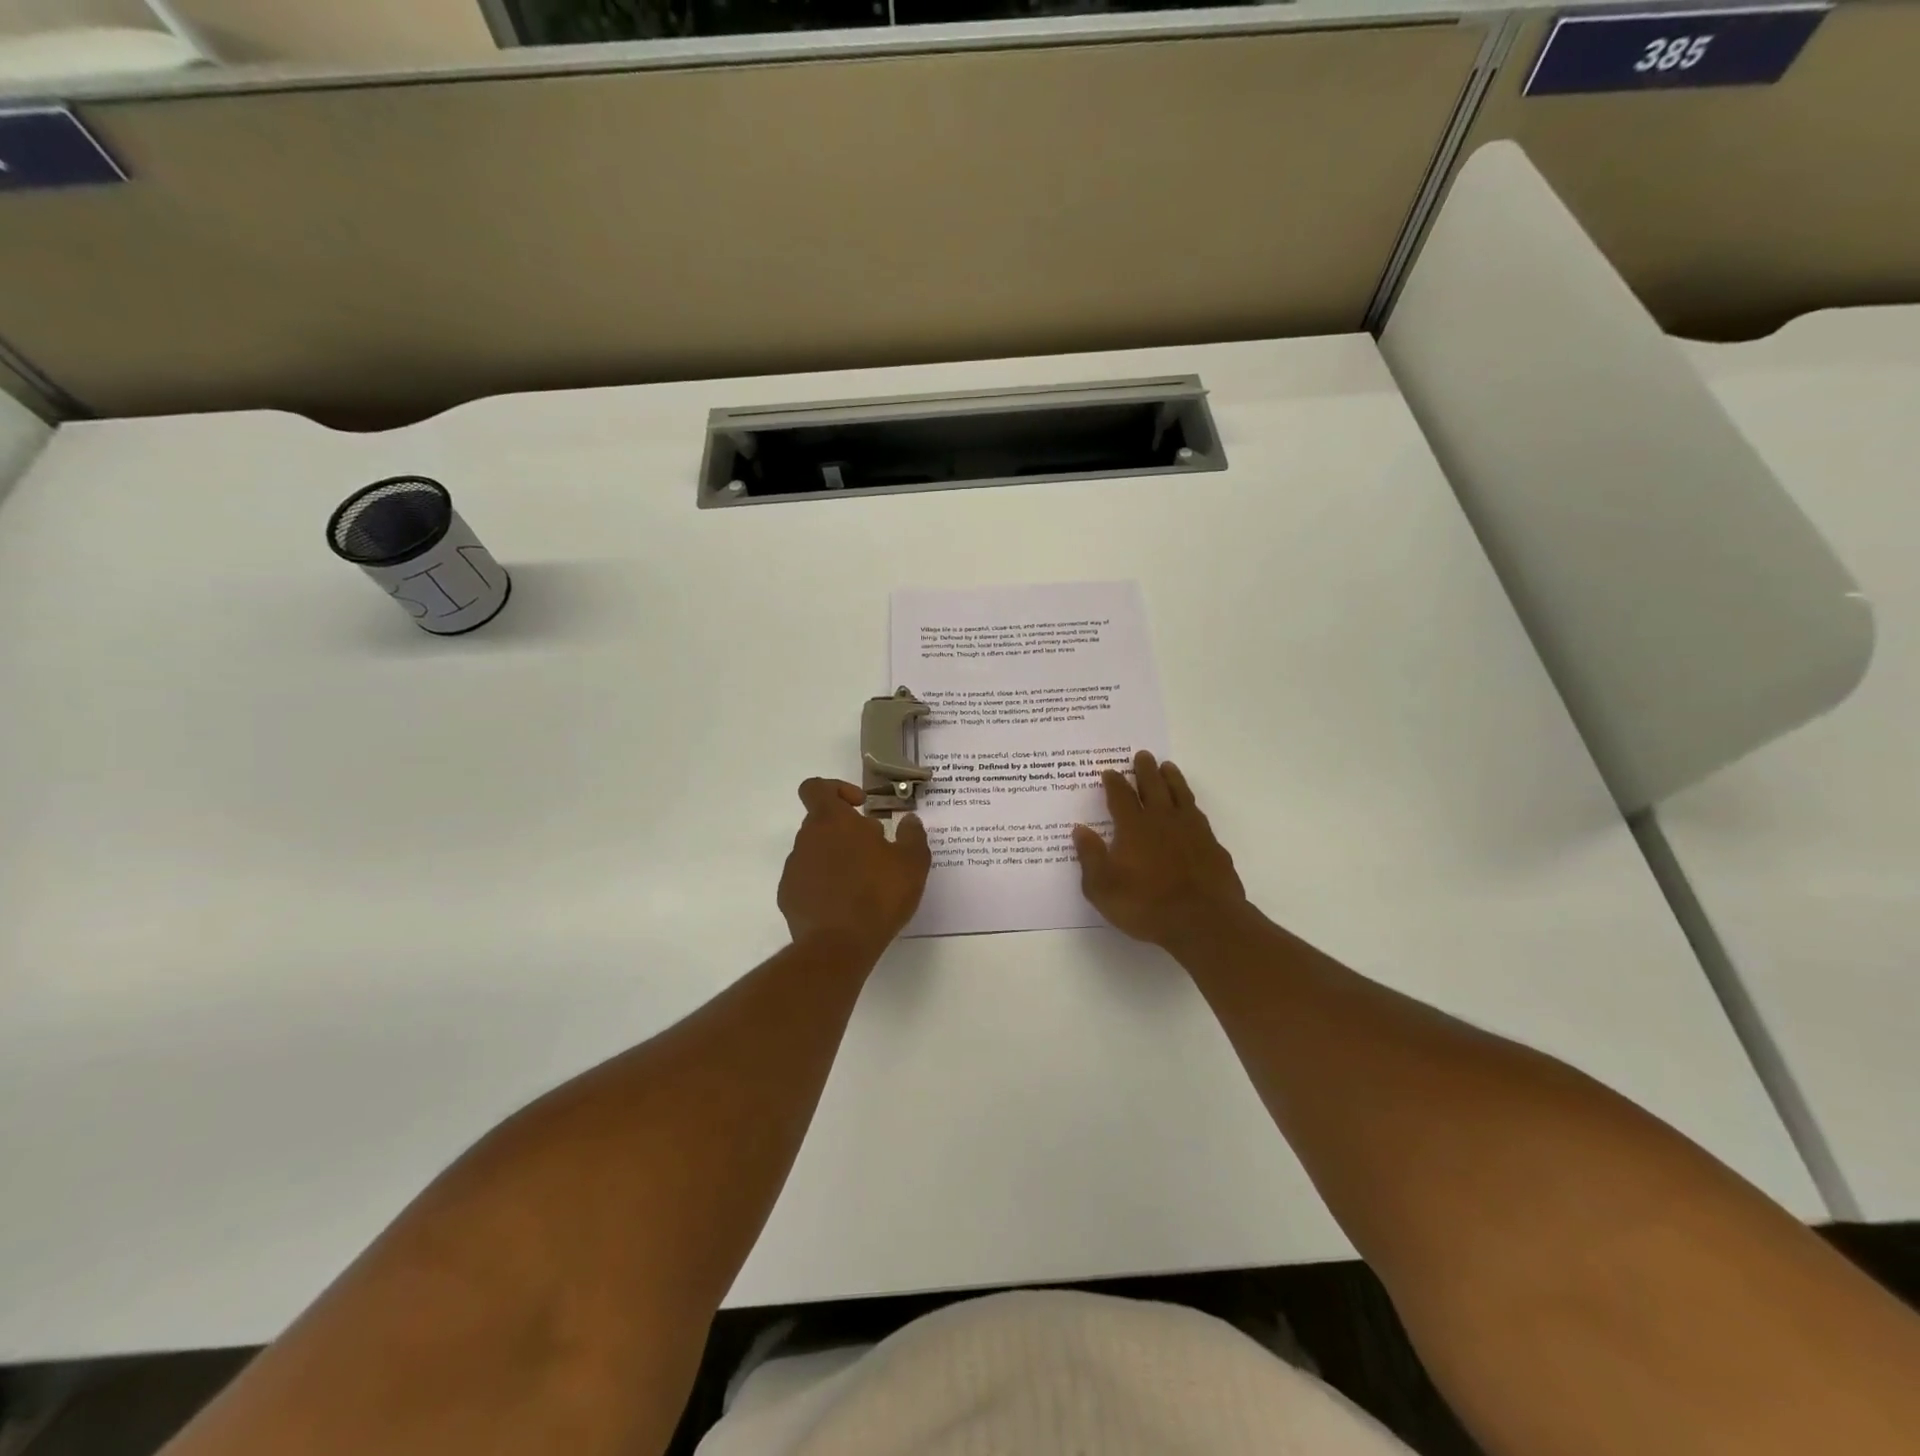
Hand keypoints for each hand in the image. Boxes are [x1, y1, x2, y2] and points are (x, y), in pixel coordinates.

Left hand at [779, 779, 931, 955]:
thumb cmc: (878, 895)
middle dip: (847, 831)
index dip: (837, 789)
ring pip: (816, 852)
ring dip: (836, 859)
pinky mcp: (788, 897)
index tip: (860, 807)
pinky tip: (846, 906)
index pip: (816, 787)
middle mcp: (806, 839)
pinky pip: (808, 880)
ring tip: (863, 884)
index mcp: (832, 821)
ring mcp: (794, 869)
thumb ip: (912, 836)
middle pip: (821, 822)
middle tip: (875, 852)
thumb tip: (909, 821)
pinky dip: (824, 885)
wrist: (838, 947)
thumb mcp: (912, 863)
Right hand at [1073, 751, 1246, 947]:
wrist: (1203, 921)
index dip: (1114, 782)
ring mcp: (1192, 830)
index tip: (1110, 771)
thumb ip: (1090, 856)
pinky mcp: (1212, 845)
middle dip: (1145, 770)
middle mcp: (1162, 820)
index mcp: (1133, 827)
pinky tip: (1191, 809)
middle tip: (1142, 755)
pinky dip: (1191, 805)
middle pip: (1153, 786)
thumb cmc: (1146, 905)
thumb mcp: (1103, 888)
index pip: (1121, 796)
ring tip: (1168, 767)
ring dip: (1172, 778)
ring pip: (1180, 794)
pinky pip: (1199, 815)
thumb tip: (1080, 829)